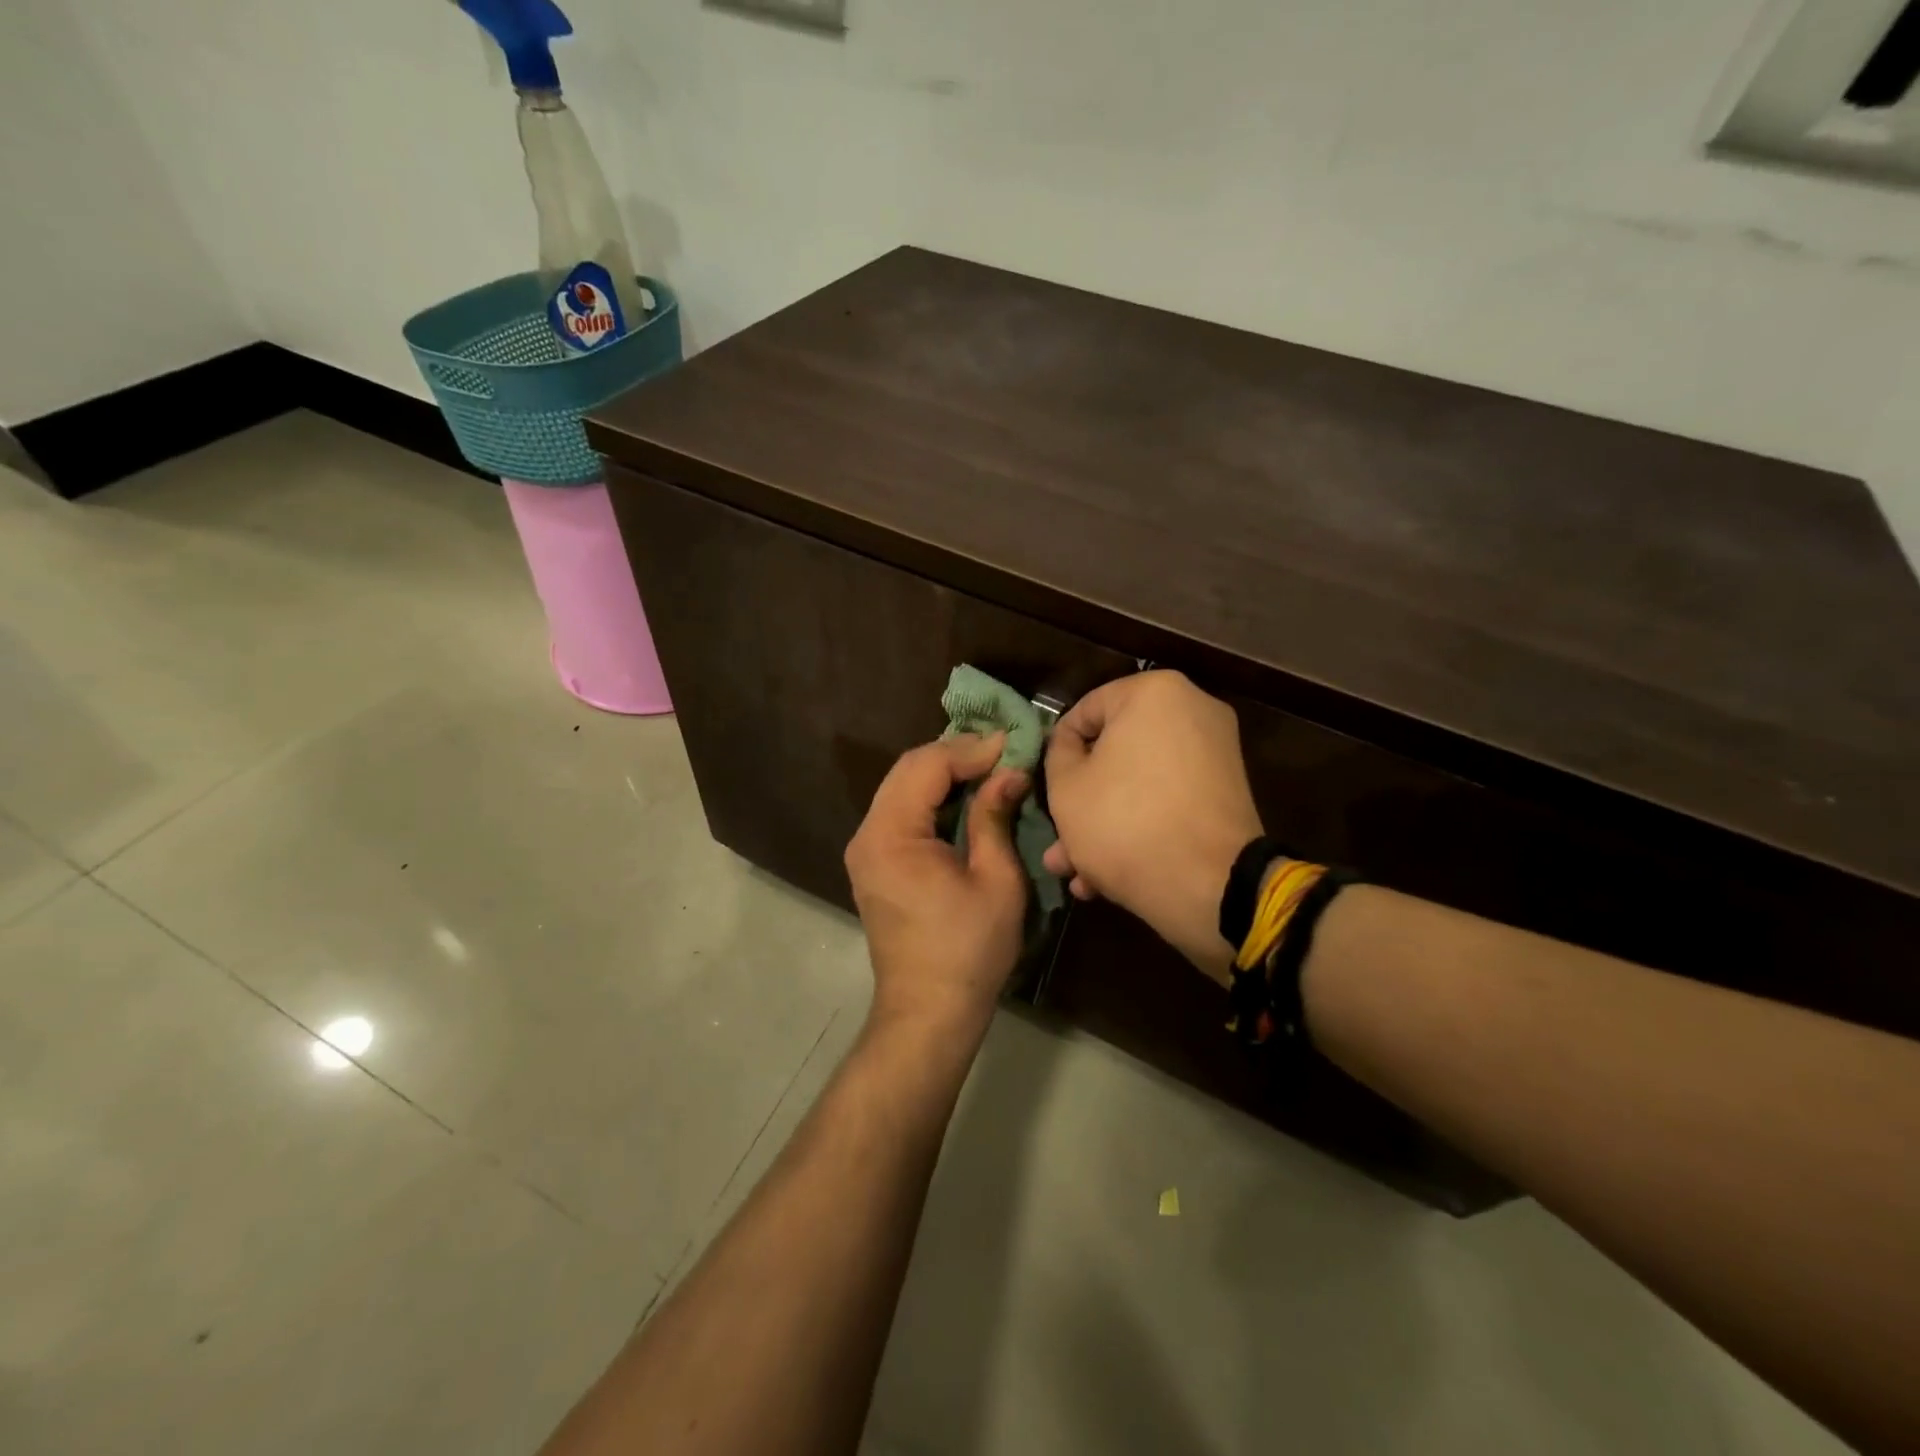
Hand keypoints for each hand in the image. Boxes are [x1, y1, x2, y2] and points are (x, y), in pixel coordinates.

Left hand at [845, 734, 1030, 1035]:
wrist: (928, 1011)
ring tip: (990, 768)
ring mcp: (866, 849)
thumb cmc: (969, 950)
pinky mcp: (874, 862)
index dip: (970, 749)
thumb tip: (1010, 772)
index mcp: (892, 836)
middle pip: (908, 770)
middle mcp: (868, 834)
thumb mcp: (996, 880)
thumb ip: (995, 818)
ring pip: (903, 787)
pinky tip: (965, 796)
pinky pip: (902, 811)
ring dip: (945, 773)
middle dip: (956, 754)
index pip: (926, 766)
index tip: (1012, 744)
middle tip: (1004, 751)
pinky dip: (933, 796)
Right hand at [1043, 672, 1262, 970]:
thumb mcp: (1065, 786)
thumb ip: (1057, 753)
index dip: (1057, 750)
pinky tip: (1105, 878)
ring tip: (1072, 870)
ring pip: (1139, 782)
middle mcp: (1193, 711)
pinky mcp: (1225, 795)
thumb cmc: (1124, 822)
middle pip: (1115, 752)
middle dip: (1081, 800)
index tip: (1044, 786)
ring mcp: (1215, 754)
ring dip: (1103, 823)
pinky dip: (1140, 827)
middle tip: (1057, 836)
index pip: (1084, 711)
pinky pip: (1168, 801)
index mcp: (1154, 692)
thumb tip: (1068, 745)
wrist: (1210, 887)